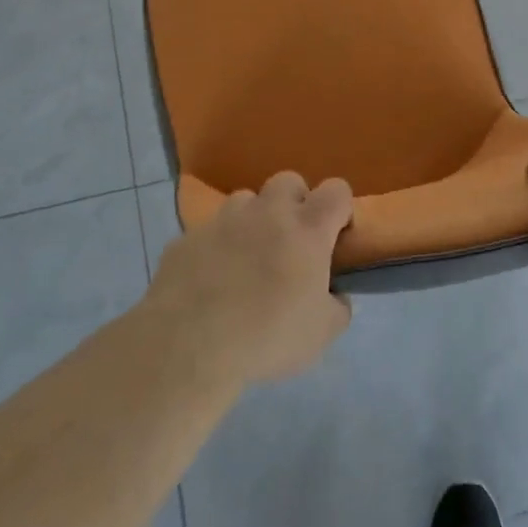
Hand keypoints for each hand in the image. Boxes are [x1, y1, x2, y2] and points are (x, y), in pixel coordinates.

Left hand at [145, 172, 354, 386]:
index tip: (335, 236)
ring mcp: (223, 220)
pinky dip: (216, 246)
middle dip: (295, 202)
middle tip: (291, 242)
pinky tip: (210, 280)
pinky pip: (209, 231)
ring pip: (245, 199)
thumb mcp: (322, 334)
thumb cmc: (267, 337)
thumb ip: (337, 307)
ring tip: (248, 257)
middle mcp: (267, 212)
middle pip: (289, 181)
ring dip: (253, 220)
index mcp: (307, 229)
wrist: (188, 345)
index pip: (336, 190)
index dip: (340, 208)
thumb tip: (335, 295)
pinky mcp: (187, 237)